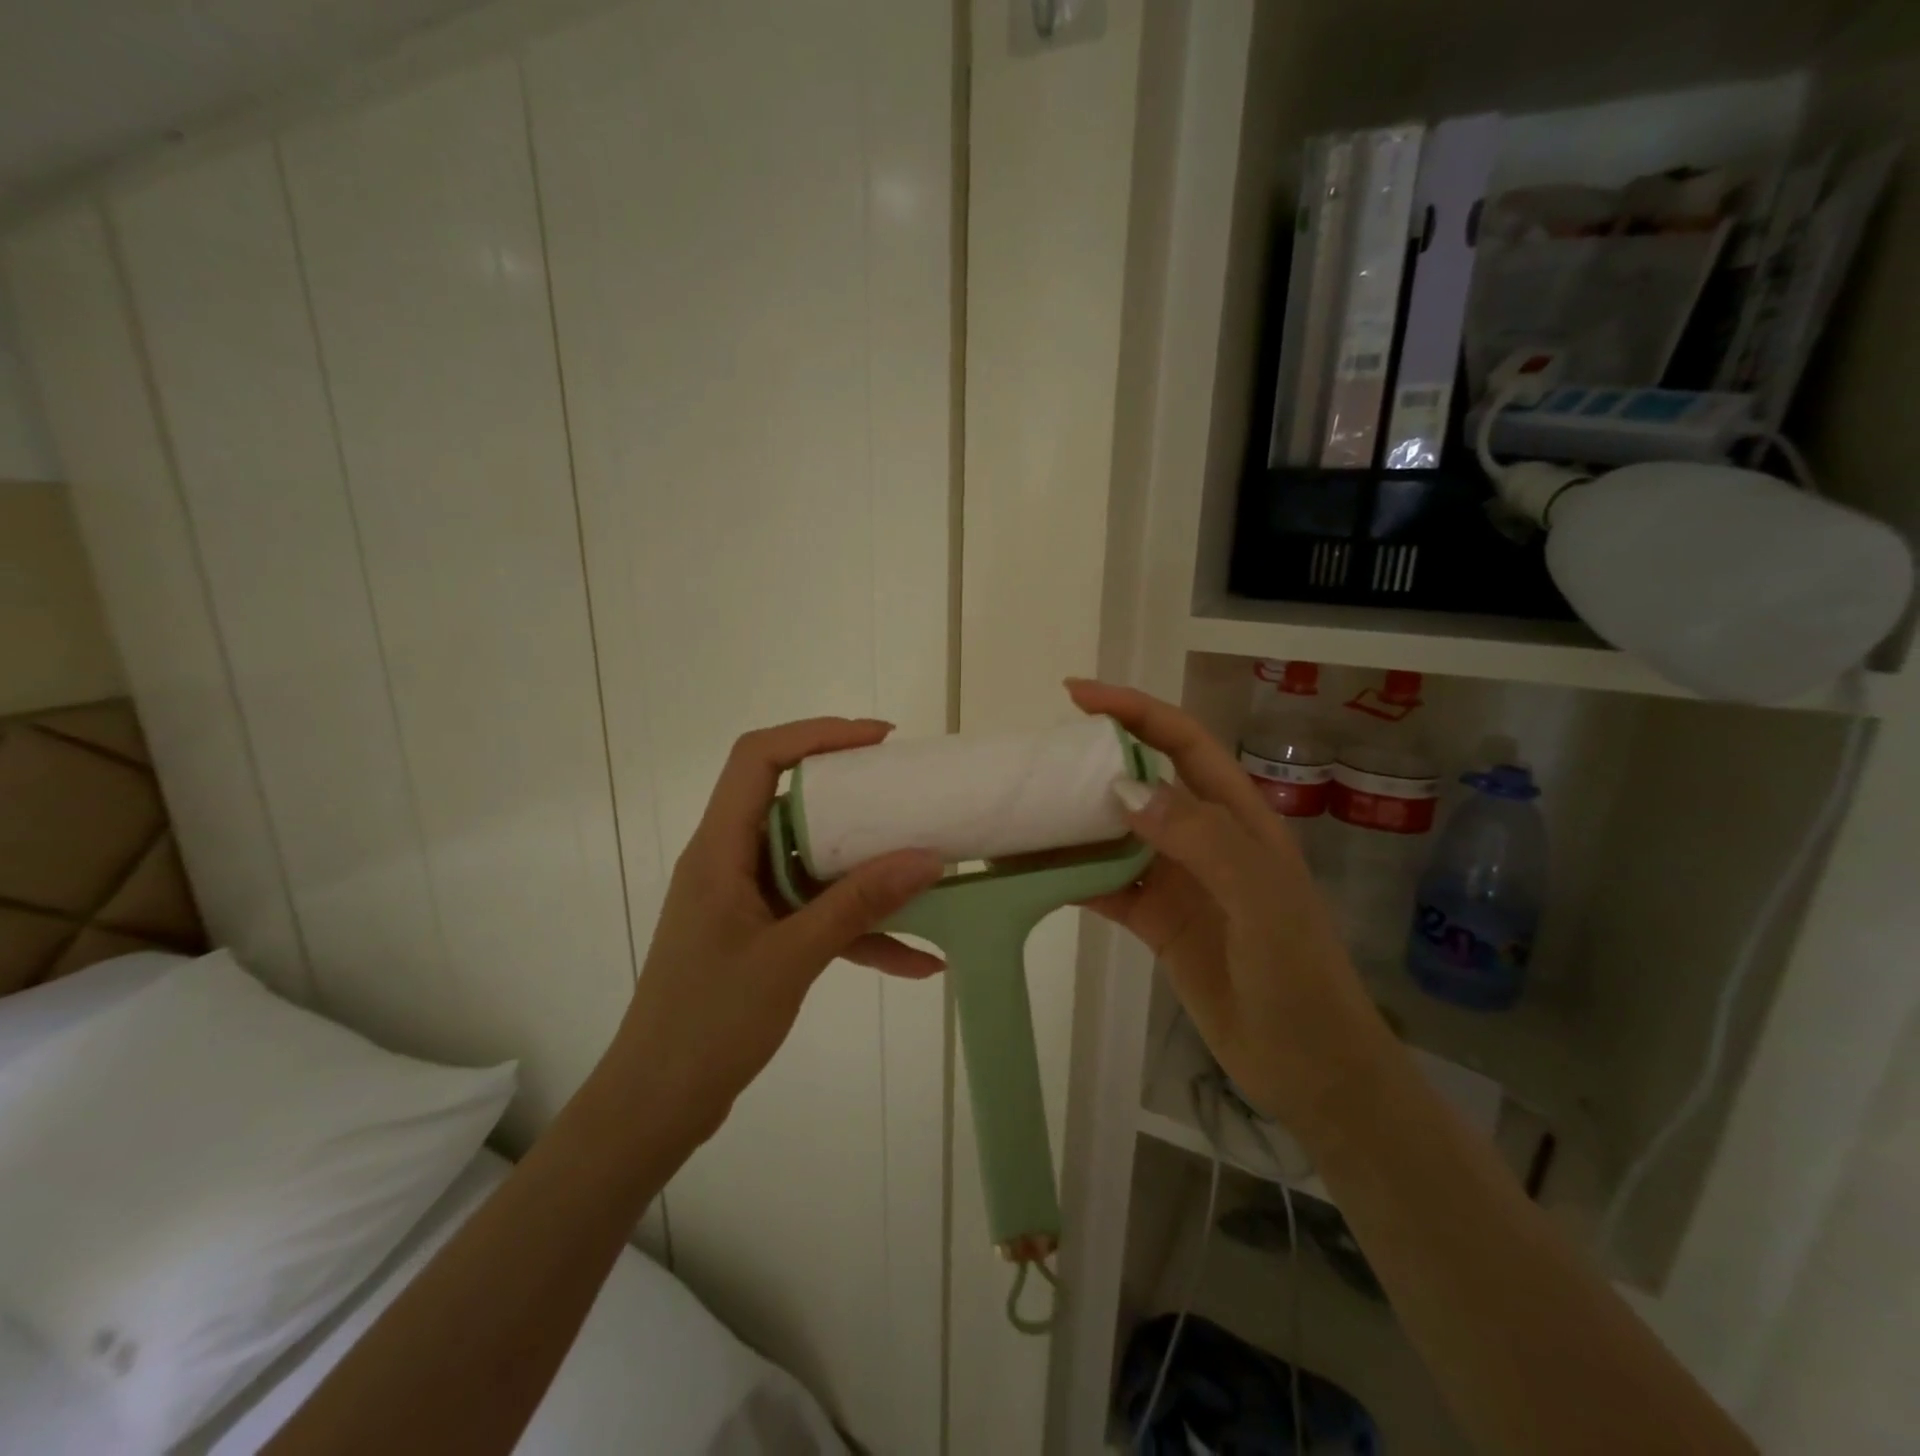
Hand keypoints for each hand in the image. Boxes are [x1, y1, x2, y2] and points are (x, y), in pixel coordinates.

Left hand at [613, 717, 945, 1139]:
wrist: (658, 1105)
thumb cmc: (709, 1024)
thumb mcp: (792, 958)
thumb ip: (859, 904)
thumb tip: (927, 858)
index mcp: (720, 849)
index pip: (758, 759)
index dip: (817, 735)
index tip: (878, 741)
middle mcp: (731, 862)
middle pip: (791, 800)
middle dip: (853, 794)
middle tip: (907, 793)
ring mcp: (747, 900)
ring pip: (812, 860)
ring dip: (864, 865)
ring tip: (924, 866)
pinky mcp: (762, 935)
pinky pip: (818, 914)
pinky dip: (861, 928)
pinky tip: (918, 959)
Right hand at [1066, 680, 1395, 1138]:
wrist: (1308, 1068)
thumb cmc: (1296, 975)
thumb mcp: (1260, 899)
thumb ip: (1200, 837)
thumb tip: (1125, 788)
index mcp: (1237, 817)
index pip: (1182, 742)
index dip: (1133, 710)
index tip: (1076, 695)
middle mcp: (1203, 838)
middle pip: (1141, 781)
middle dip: (1093, 761)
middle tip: (1037, 760)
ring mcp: (1176, 879)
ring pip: (1116, 834)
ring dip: (1074, 822)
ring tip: (1023, 812)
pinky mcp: (1155, 919)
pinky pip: (1104, 885)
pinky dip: (1070, 876)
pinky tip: (1032, 874)